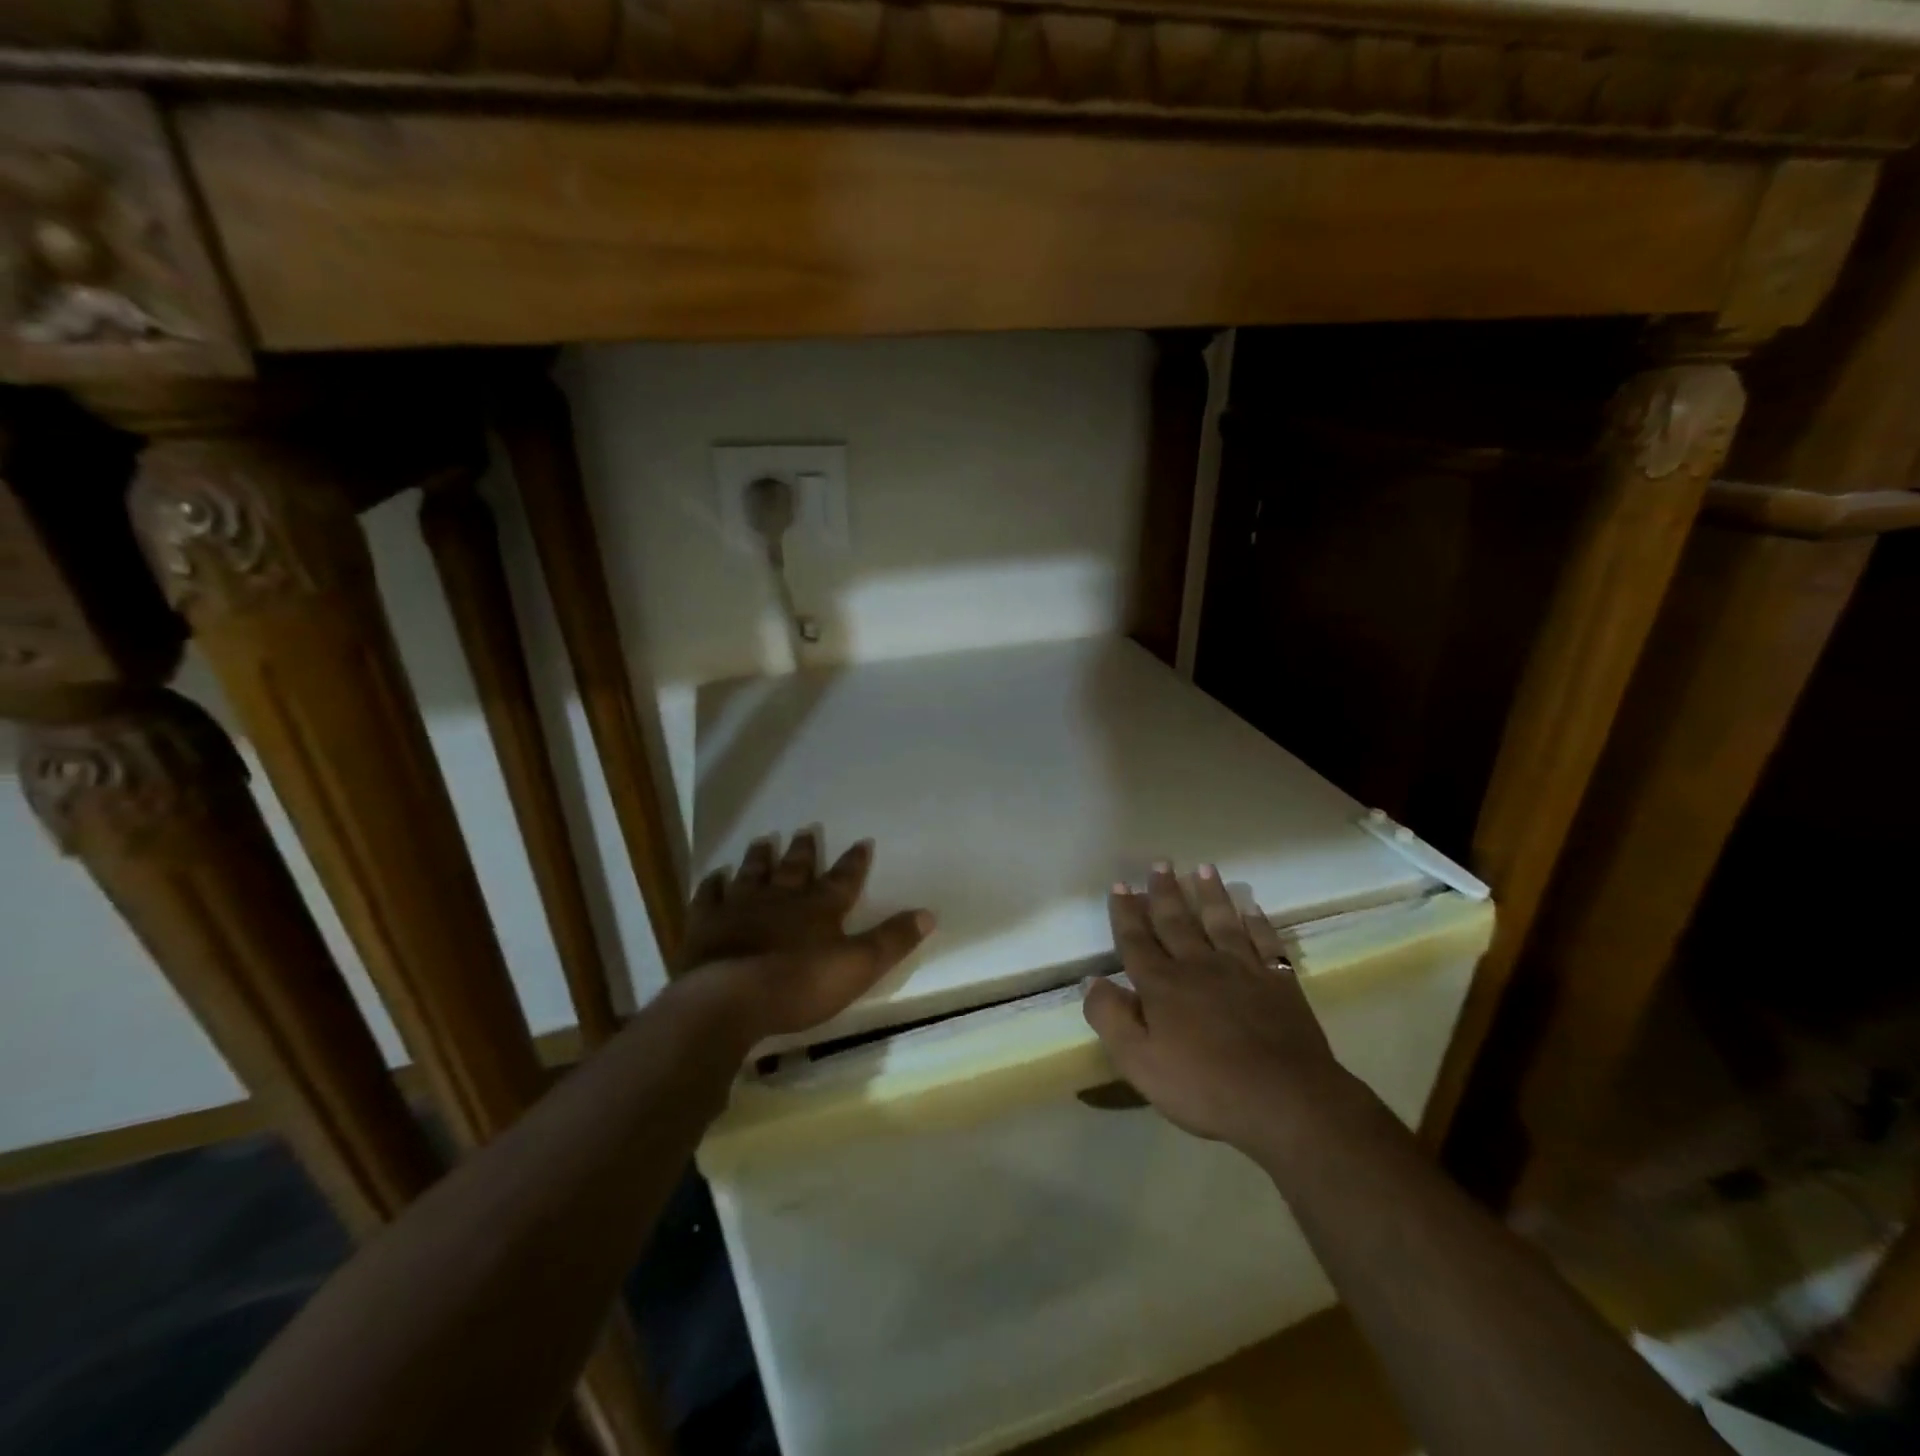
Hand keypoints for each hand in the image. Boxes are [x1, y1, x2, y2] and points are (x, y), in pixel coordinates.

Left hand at [680, 830, 934, 1041]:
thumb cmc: (799, 985)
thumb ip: (892, 940)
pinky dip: (714, 884)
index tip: (863, 841)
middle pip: (795, 868)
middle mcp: (782, 898)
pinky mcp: (707, 924)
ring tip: (763, 840)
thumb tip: (929, 913)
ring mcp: (741, 907)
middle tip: (806, 829)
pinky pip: (710, 896)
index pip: (844, 879)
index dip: (855, 862)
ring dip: (760, 857)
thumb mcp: (858, 966)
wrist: (731, 998)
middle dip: (804, 850)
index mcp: (819, 908)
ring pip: (753, 874)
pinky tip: (715, 875)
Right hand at [1083, 861, 1368, 1159]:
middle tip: (1160, 864)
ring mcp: (1242, 970)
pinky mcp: (1279, 982)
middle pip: (1177, 921)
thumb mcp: (1139, 1062)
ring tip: (1204, 868)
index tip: (1121, 884)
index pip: (1137, 940)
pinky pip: (1265, 942)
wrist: (1284, 1100)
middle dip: (1165, 892)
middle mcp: (1199, 966)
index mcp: (1162, 985)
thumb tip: (1091, 981)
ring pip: (1221, 922)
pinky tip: (1252, 908)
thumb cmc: (1204, 1086)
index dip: (1126, 913)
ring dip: (1211, 894)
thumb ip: (1111, 1018)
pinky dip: (1257, 922)